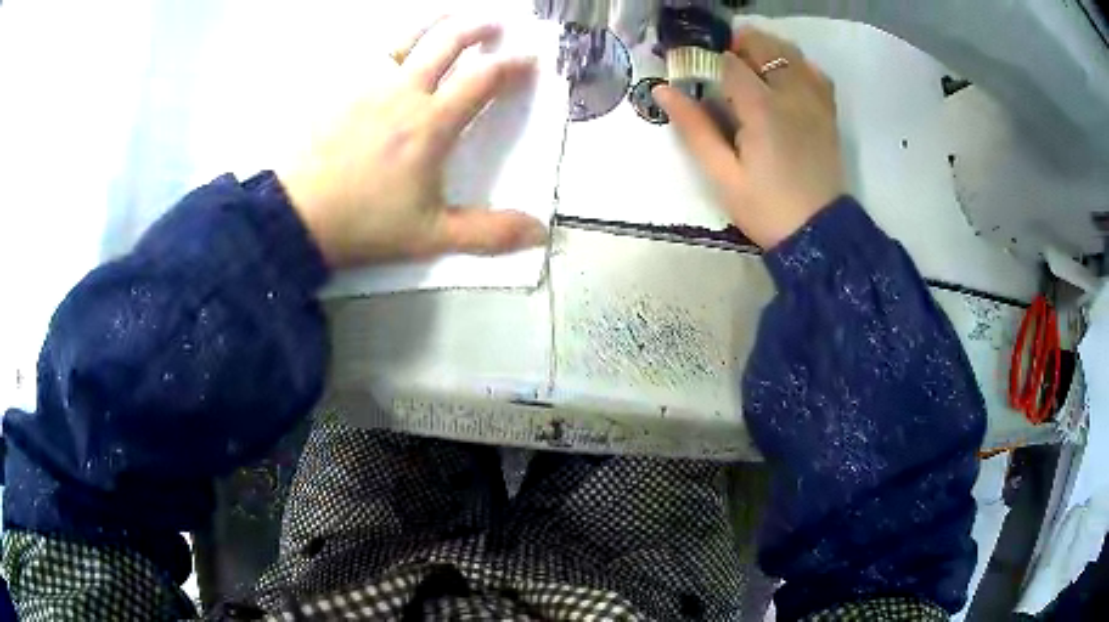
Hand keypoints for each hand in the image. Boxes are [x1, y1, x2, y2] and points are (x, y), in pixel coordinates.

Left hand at [280, 17, 548, 267]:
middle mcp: (404, 92)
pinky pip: (370, 54)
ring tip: (451, 16)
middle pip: (447, 43)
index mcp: (431, 124)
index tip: (529, 59)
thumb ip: (487, 233)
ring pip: (408, 38)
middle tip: (496, 25)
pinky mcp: (340, 90)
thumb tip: (540, 232)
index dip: (512, 65)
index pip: (483, 79)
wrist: (296, 216)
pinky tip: (394, 46)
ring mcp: (368, 86)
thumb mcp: (430, 236)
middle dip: (477, 29)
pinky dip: (392, 42)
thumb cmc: (364, 224)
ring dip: (436, 23)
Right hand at [654, 28, 845, 249]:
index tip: (690, 69)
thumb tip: (663, 90)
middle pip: (764, 46)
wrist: (818, 233)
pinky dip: (797, 66)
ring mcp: (814, 102)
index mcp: (762, 108)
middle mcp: (791, 94)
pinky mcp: (827, 113)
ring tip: (749, 67)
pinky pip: (815, 73)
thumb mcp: (722, 176)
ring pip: (791, 54)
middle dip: (738, 47)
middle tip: (720, 67)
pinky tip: (784, 78)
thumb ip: (694, 128)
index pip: (729, 62)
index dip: (705, 59)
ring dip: (766, 50)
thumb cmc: (766, 208)